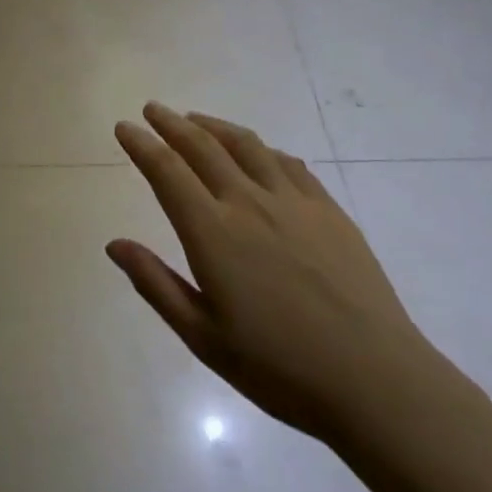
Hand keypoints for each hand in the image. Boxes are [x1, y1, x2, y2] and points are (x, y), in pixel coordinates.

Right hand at [109, 102, 447, 443]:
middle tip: (152, 109)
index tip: (124, 127)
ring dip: (214, 126)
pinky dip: (261, 148)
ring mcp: (294, 202)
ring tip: (196, 119)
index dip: (141, 144)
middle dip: (171, 123)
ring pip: (247, 145)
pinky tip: (257, 153)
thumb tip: (114, 244)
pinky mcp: (329, 210)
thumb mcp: (202, 337)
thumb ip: (155, 284)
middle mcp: (249, 203)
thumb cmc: (279, 368)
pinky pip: (288, 163)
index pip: (166, 171)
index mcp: (212, 233)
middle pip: (203, 146)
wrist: (377, 381)